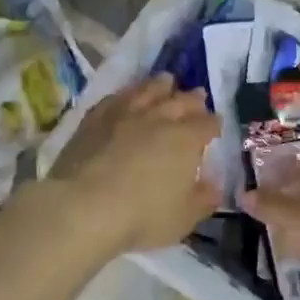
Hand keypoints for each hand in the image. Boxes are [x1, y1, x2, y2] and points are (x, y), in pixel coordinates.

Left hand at [44, 75, 220, 256]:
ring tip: (166, 81)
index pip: (207, 124)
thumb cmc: (141, 216)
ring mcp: (124, 113)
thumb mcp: (183, 218)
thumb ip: (203, 199)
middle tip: (197, 96)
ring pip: (147, 90)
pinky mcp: (95, 118)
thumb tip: (215, 186)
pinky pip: (115, 98)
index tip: (215, 126)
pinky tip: (126, 96)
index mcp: (185, 139)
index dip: (214, 124)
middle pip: (180, 100)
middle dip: (192, 99)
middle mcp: (158, 118)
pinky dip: (126, 94)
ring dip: (160, 85)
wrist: (83, 206)